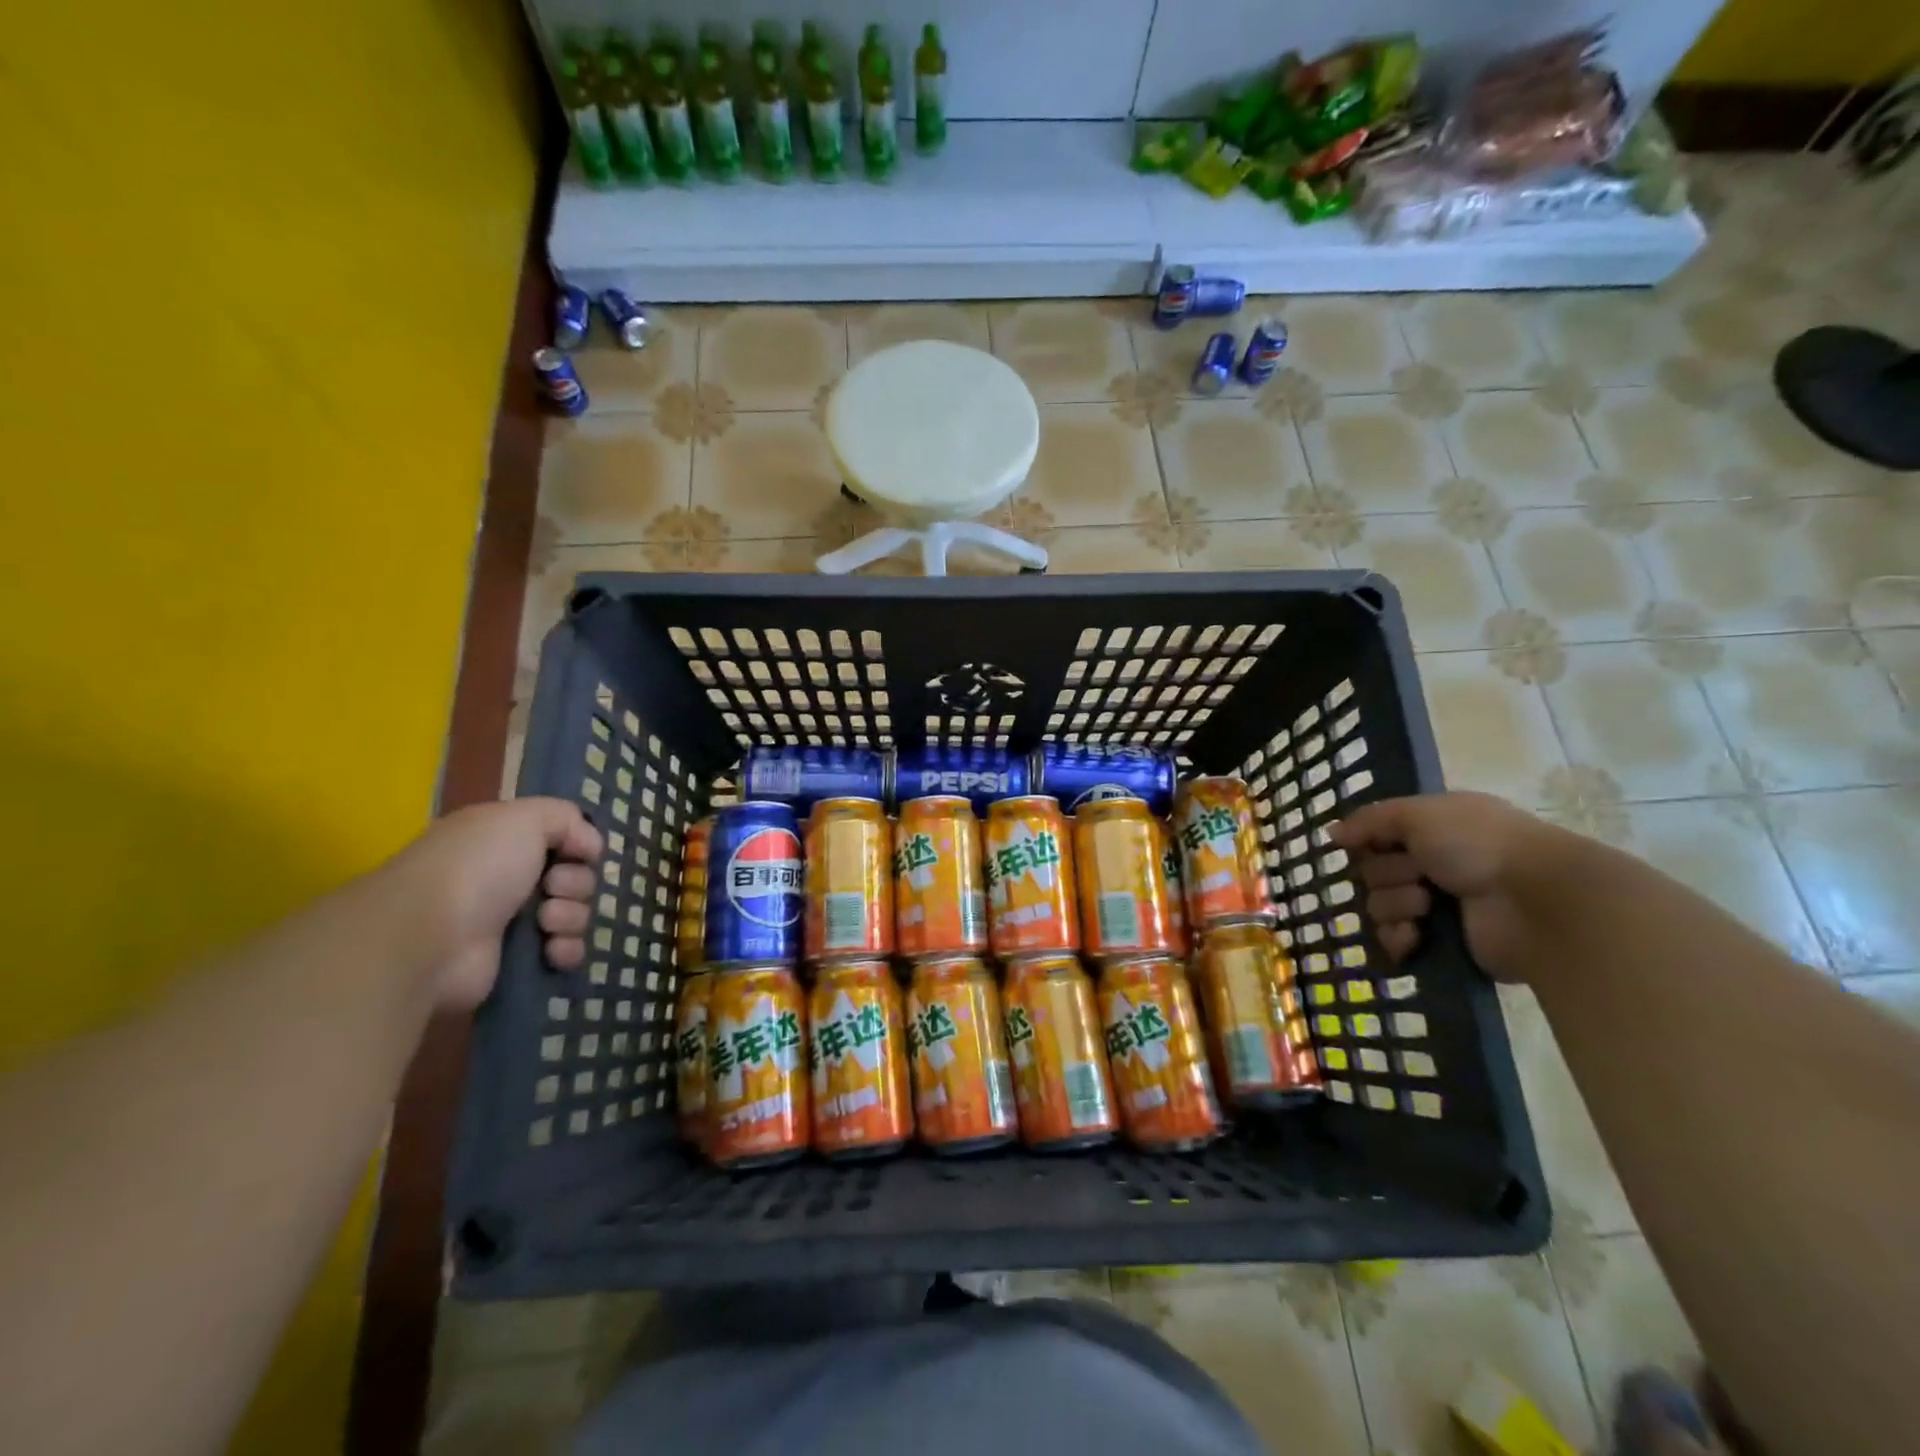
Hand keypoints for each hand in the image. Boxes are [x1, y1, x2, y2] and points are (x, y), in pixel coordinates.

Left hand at [390, 798, 601, 1010]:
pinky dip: (566, 950)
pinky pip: (565, 952)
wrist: (427, 939)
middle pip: (575, 878)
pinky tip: (552, 951)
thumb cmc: (476, 868)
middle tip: (551, 888)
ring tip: (545, 922)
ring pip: (574, 915)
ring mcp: (511, 923)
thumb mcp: (523, 818)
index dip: (578, 846)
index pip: (563, 840)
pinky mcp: (516, 962)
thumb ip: (566, 818)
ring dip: (570, 916)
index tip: (578, 852)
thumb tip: (592, 845)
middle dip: (575, 884)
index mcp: (504, 842)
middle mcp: (508, 880)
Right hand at [1330, 791, 1553, 979]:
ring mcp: (1438, 906)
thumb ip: (1371, 820)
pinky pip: (1395, 941)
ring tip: (1428, 907)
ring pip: (1379, 907)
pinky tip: (1415, 936)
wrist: (1537, 902)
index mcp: (1432, 829)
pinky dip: (1399, 939)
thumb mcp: (1419, 814)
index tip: (1364, 845)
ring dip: (1396, 906)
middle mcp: (1433, 864)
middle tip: (1419, 876)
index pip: (1376, 836)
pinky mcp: (1442, 943)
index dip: (1368, 842)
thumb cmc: (1479, 845)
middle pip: (1373, 872)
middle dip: (1387, 876)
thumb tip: (1333, 833)